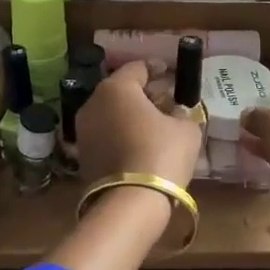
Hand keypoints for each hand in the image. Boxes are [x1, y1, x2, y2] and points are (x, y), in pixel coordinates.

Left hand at [76, 60, 202, 189]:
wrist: (130, 202)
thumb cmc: (162, 154)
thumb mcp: (186, 129)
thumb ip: (183, 112)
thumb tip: (177, 111)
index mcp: (116, 88)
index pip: (138, 68)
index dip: (157, 67)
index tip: (170, 71)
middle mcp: (93, 103)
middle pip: (121, 90)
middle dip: (144, 92)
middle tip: (167, 99)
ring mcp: (84, 130)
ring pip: (111, 112)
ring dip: (132, 114)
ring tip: (156, 123)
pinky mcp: (83, 155)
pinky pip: (106, 133)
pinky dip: (122, 132)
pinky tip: (141, 143)